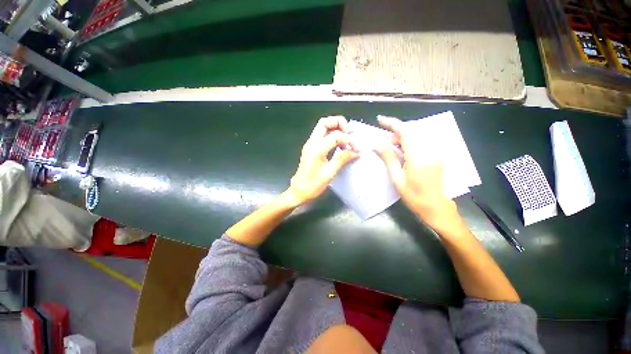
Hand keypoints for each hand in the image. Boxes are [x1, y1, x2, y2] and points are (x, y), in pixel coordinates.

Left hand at [287, 116, 358, 205]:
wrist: (298, 192)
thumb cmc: (312, 185)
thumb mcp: (329, 173)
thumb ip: (342, 159)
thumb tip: (357, 151)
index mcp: (316, 149)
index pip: (335, 135)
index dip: (348, 139)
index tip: (357, 148)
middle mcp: (311, 143)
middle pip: (324, 122)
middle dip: (339, 123)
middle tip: (350, 133)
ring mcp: (310, 144)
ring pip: (323, 127)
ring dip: (336, 129)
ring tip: (347, 139)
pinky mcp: (311, 148)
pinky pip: (322, 135)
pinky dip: (332, 135)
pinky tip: (340, 145)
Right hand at [376, 116, 463, 233]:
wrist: (437, 207)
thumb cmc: (414, 196)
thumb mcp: (397, 178)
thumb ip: (389, 158)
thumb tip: (377, 144)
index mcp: (418, 156)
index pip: (405, 131)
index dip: (392, 123)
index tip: (380, 120)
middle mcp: (429, 150)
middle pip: (411, 131)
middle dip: (395, 133)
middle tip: (384, 144)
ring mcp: (435, 152)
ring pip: (417, 136)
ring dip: (402, 138)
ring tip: (392, 149)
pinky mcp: (437, 155)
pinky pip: (422, 142)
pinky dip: (410, 143)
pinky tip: (403, 152)